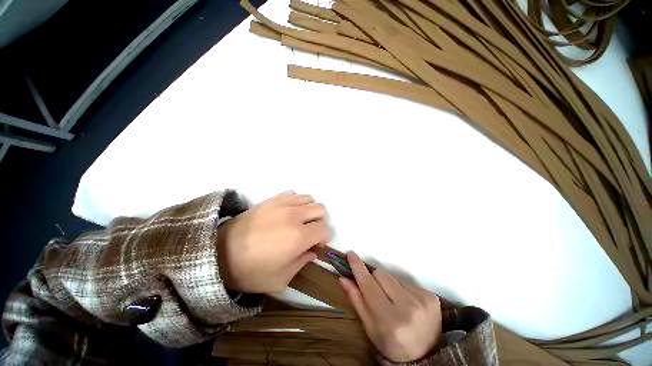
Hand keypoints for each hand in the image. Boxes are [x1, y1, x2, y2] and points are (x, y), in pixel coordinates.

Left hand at [217, 191, 328, 293]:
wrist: (219, 255)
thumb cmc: (251, 273)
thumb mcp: (281, 280)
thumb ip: (301, 264)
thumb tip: (311, 252)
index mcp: (298, 237)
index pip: (325, 229)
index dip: (322, 240)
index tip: (313, 248)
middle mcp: (292, 216)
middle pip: (320, 209)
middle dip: (318, 223)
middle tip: (307, 236)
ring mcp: (278, 205)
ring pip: (307, 198)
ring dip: (307, 211)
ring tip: (296, 225)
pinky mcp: (266, 201)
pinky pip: (290, 194)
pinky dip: (294, 203)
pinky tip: (284, 216)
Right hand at [339, 252, 441, 362]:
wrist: (425, 352)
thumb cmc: (392, 346)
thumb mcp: (371, 330)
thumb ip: (359, 304)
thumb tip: (345, 280)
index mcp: (389, 319)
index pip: (369, 286)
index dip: (358, 269)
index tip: (351, 254)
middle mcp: (408, 305)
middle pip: (383, 275)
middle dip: (373, 279)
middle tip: (372, 291)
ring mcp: (423, 299)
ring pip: (396, 278)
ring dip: (388, 286)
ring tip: (391, 302)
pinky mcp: (432, 296)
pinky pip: (410, 284)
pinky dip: (402, 291)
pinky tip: (405, 304)